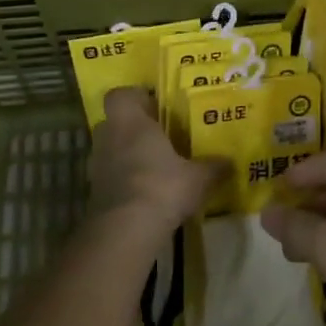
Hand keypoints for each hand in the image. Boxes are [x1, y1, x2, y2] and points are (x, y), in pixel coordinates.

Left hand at [87, 88, 224, 236]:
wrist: (125, 230)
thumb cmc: (162, 187)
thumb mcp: (198, 178)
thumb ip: (213, 167)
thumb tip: (231, 162)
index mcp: (130, 122)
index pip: (119, 95)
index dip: (135, 98)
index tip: (155, 107)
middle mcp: (109, 138)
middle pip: (115, 123)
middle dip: (133, 129)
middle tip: (159, 138)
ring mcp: (97, 167)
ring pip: (111, 151)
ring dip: (127, 156)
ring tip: (154, 169)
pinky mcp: (94, 194)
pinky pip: (110, 177)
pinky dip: (124, 182)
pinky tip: (146, 195)